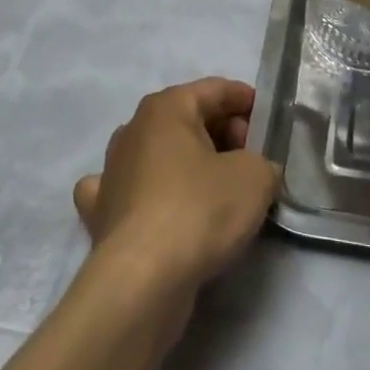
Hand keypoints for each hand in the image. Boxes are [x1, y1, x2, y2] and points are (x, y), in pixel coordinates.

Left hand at [73, 78, 280, 298]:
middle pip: (187, 119)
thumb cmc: (200, 210)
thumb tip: (254, 170)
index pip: (215, 89)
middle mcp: (132, 129)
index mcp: (166, 107)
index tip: (269, 122)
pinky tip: (157, 206)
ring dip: (186, 163)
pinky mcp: (101, 212)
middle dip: (222, 133)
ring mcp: (110, 170)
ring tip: (218, 188)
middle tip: (252, 160)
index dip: (246, 101)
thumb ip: (262, 162)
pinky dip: (145, 192)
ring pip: (158, 153)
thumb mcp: (254, 177)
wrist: (143, 280)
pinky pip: (129, 190)